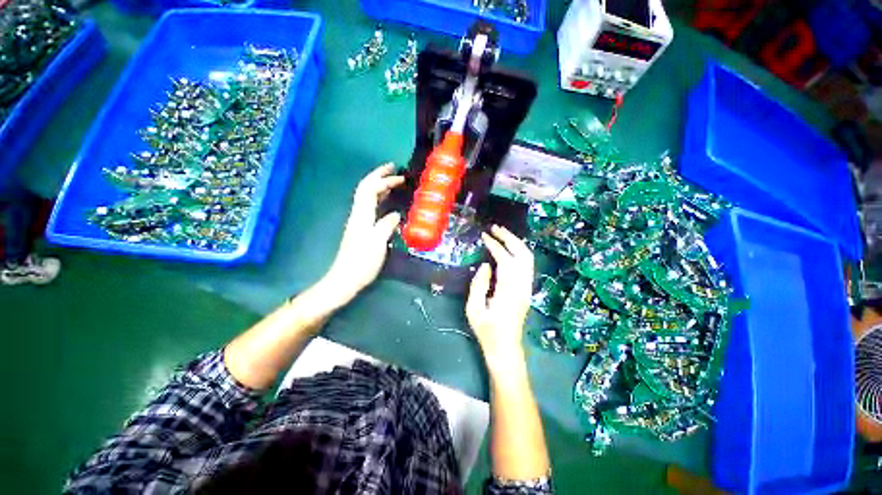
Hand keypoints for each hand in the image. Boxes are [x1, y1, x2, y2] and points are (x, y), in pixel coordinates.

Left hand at [323, 164, 403, 304]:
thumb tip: (396, 214)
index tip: (400, 177)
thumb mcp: (377, 242)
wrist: (345, 278)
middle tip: (393, 169)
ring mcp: (358, 222)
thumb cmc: (362, 261)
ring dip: (379, 186)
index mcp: (361, 215)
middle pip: (365, 189)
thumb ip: (387, 225)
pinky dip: (379, 199)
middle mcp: (358, 215)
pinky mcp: (361, 230)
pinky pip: (371, 207)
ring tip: (392, 182)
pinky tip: (387, 203)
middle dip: (378, 176)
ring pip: (367, 197)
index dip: (384, 180)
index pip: (370, 189)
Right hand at [466, 225, 534, 368]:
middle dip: (509, 238)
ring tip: (501, 233)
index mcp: (508, 292)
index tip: (485, 236)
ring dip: (516, 243)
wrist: (505, 348)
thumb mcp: (474, 310)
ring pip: (528, 259)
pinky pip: (526, 265)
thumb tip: (486, 265)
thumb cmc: (487, 331)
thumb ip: (479, 285)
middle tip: (495, 228)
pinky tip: (508, 248)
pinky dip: (518, 252)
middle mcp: (522, 287)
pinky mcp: (527, 290)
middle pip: (522, 255)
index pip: (505, 260)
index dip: (495, 246)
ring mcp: (527, 288)